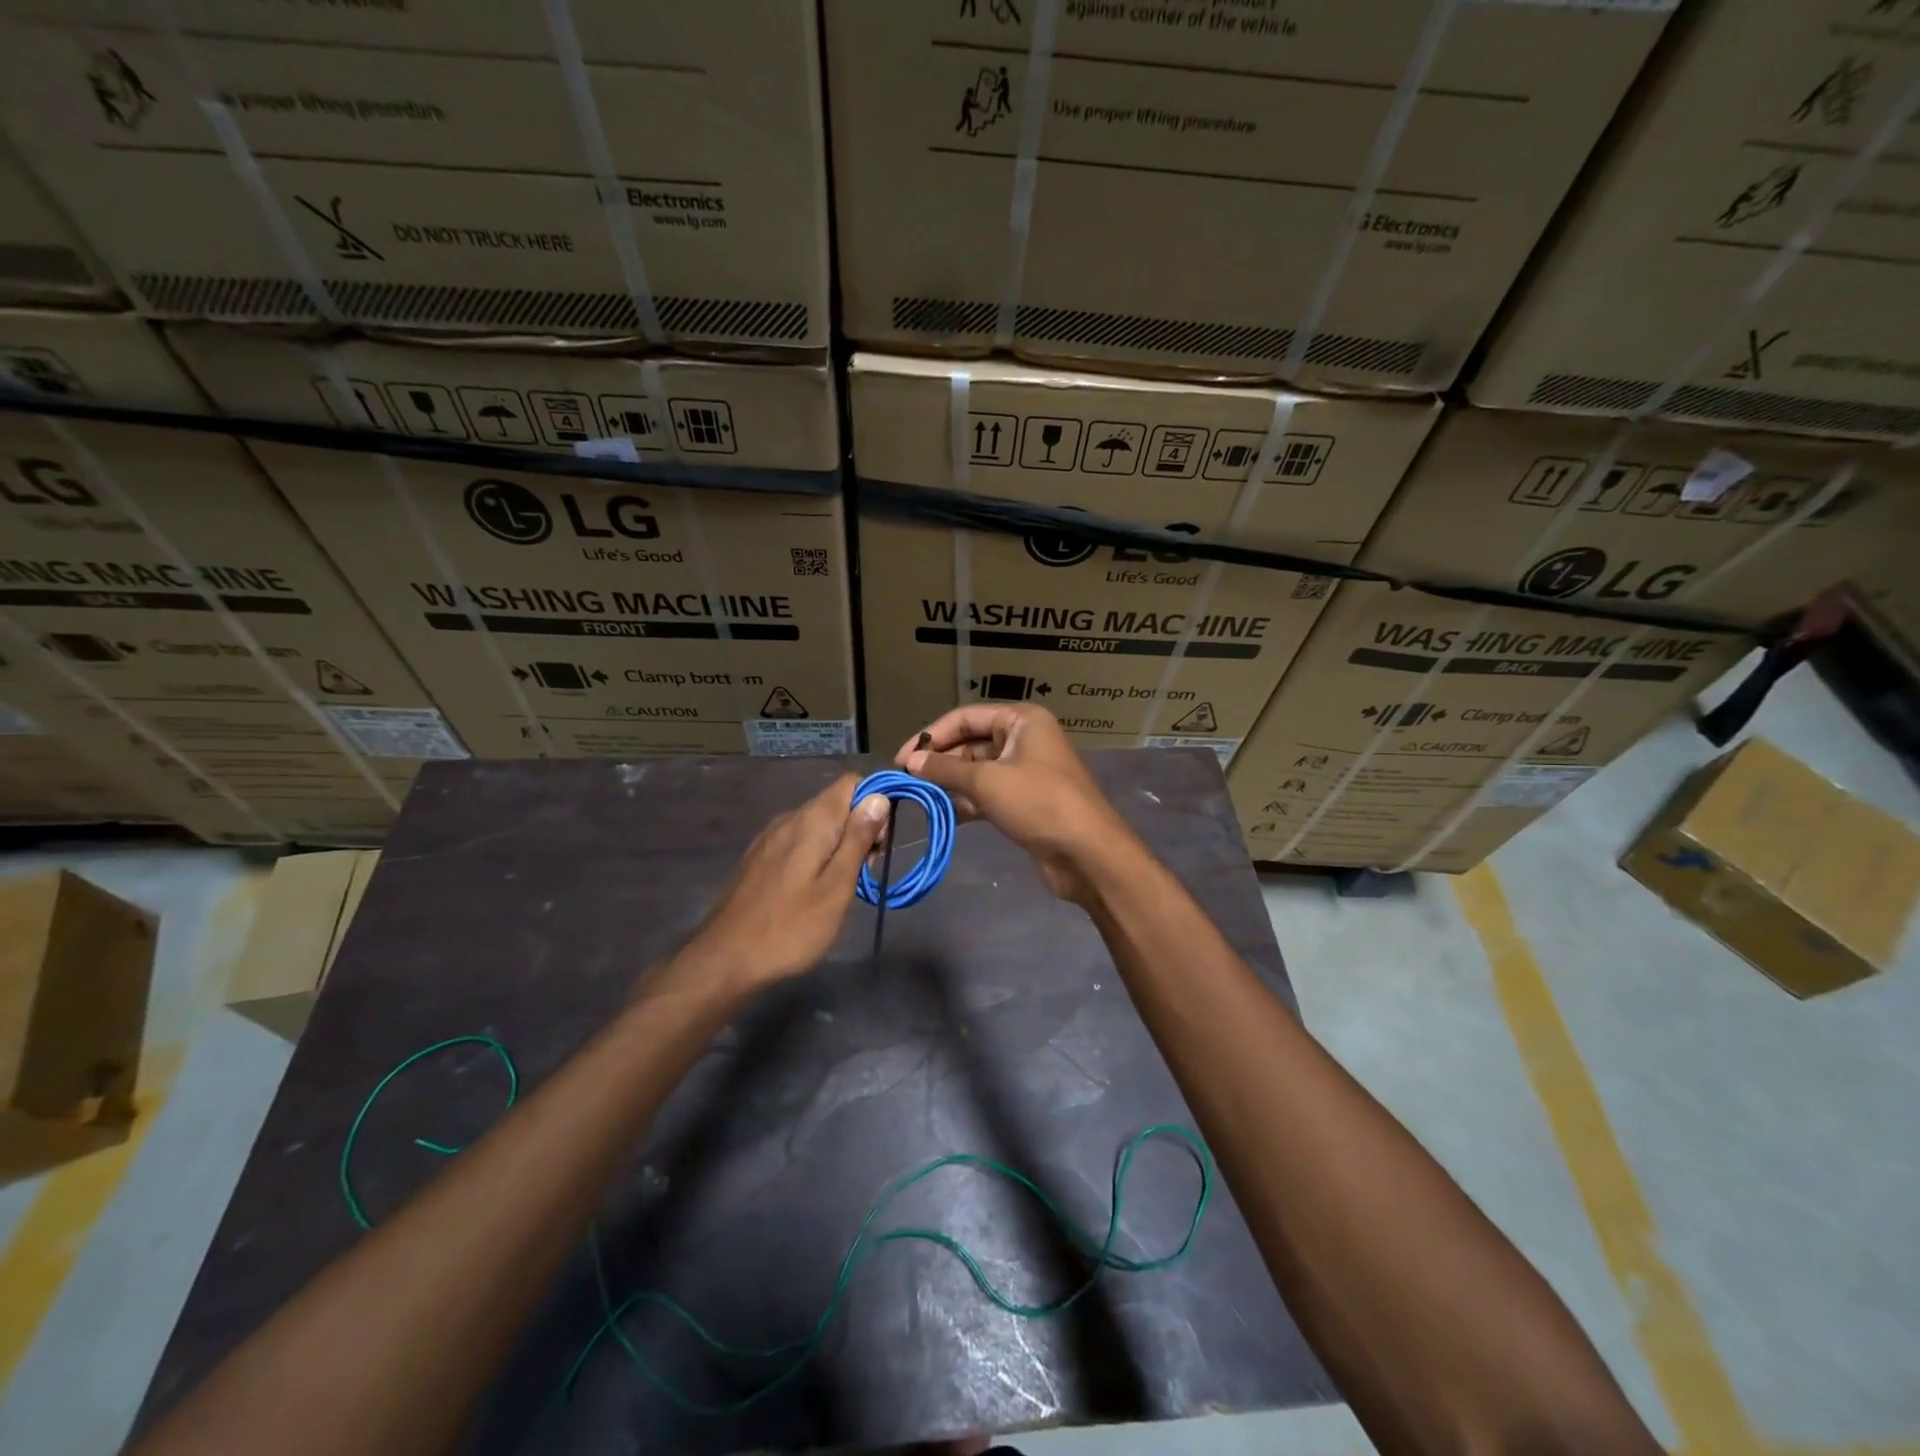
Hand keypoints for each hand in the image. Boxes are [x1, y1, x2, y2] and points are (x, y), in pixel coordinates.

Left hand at [672, 774, 889, 993]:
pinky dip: (816, 855)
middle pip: (836, 804)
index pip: (852, 782)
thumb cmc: (791, 927)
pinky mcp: (759, 857)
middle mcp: (789, 818)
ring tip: (841, 887)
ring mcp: (770, 838)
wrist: (725, 959)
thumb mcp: (837, 887)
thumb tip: (878, 797)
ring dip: (839, 845)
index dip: (874, 803)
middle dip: (859, 829)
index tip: (880, 842)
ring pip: (818, 824)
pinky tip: (813, 890)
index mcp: (812, 820)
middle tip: (864, 873)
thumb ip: (858, 839)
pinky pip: (799, 841)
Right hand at [896, 705, 1138, 904]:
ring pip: (977, 771)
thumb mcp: (987, 781)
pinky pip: (987, 794)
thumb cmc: (1039, 803)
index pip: (965, 717)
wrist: (1087, 853)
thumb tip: (910, 762)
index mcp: (1021, 720)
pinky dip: (966, 802)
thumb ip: (945, 770)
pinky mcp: (1024, 801)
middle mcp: (1023, 739)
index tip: (902, 759)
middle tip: (906, 782)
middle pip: (970, 743)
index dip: (931, 736)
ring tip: (919, 799)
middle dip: (939, 762)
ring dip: (949, 784)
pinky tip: (941, 815)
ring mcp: (1025, 772)